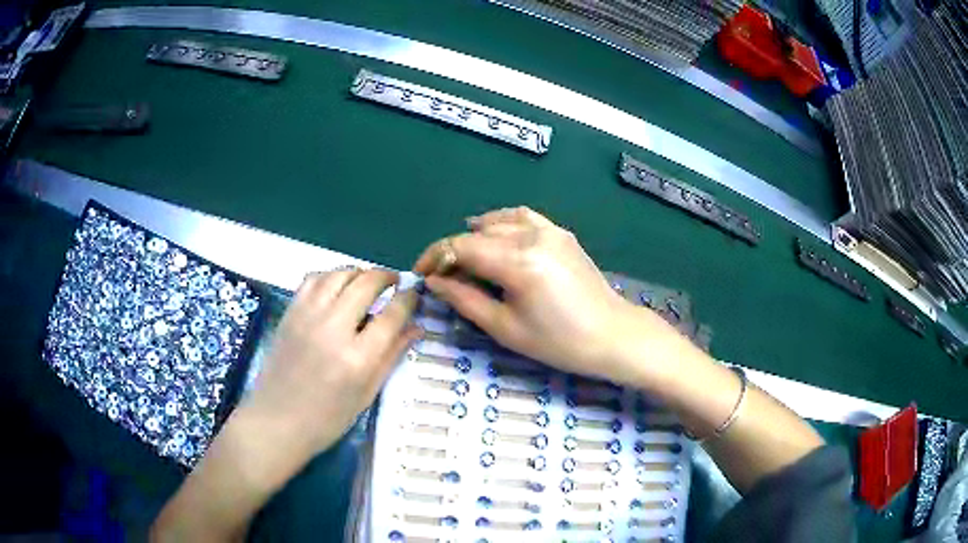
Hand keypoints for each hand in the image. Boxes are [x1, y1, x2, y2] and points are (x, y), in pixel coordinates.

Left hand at [238, 268, 420, 468]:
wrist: (277, 420)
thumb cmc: (327, 418)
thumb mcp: (367, 394)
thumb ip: (392, 356)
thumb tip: (416, 327)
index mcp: (358, 357)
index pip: (392, 314)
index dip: (408, 298)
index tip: (414, 294)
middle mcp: (333, 328)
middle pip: (366, 283)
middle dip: (386, 277)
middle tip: (394, 282)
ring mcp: (307, 316)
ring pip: (339, 274)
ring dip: (359, 272)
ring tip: (367, 282)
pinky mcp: (290, 313)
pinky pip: (313, 279)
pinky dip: (331, 275)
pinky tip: (337, 286)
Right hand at [413, 207, 681, 380]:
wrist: (611, 335)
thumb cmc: (559, 341)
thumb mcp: (505, 328)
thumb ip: (465, 299)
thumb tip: (435, 281)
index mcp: (517, 262)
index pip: (461, 247)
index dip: (435, 257)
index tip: (421, 274)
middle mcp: (532, 236)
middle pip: (477, 234)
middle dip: (453, 252)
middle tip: (443, 276)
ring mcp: (550, 230)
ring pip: (498, 222)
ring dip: (475, 237)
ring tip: (464, 258)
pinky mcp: (561, 233)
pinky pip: (522, 217)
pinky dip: (501, 223)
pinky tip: (493, 234)